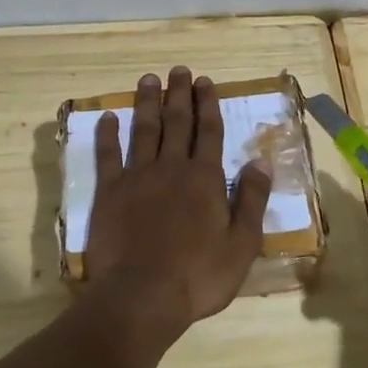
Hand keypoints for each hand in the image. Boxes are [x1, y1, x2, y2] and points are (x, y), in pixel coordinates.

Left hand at [83, 67, 271, 336]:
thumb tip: (260, 161)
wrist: (142, 297)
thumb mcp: (242, 244)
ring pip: (144, 130)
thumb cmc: (199, 276)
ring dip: (147, 103)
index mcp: (204, 179)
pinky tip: (108, 117)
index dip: (207, 105)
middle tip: (179, 70)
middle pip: (176, 122)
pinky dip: (107, 134)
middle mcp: (171, 168)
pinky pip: (107, 156)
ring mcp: (137, 177)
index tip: (204, 81)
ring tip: (148, 79)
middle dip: (179, 94)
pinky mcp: (109, 193)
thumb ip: (251, 200)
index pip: (208, 132)